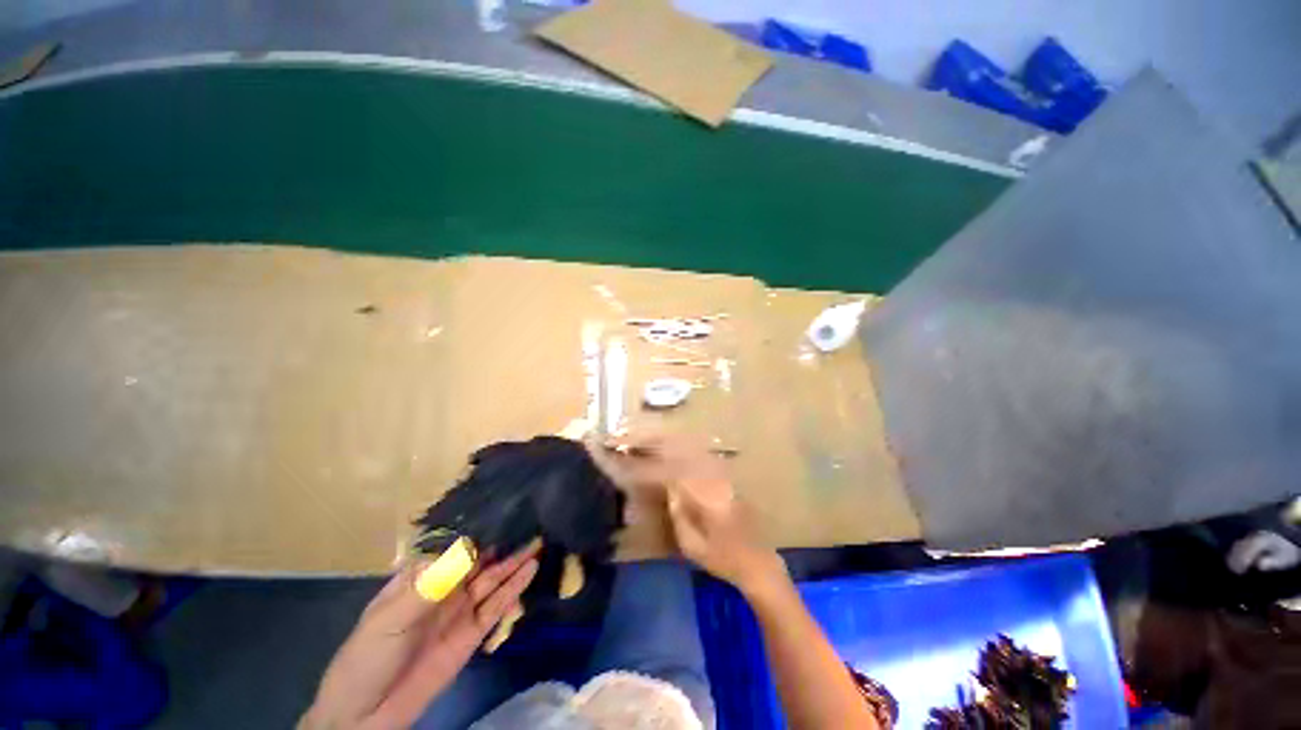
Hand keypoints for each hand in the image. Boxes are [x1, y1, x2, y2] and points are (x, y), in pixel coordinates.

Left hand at [302, 542, 539, 729]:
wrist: (370, 706)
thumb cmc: (369, 654)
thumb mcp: (390, 619)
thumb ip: (426, 591)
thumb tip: (461, 552)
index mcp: (410, 583)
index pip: (445, 553)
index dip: (471, 536)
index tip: (499, 515)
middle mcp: (435, 597)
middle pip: (471, 571)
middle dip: (497, 552)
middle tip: (528, 530)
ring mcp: (452, 622)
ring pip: (486, 591)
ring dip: (509, 573)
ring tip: (534, 549)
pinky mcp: (467, 645)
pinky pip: (490, 618)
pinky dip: (507, 600)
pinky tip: (524, 582)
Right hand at [596, 435, 785, 595]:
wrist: (757, 562)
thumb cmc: (722, 559)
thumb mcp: (692, 545)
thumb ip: (679, 514)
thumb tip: (670, 489)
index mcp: (707, 497)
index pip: (672, 471)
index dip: (648, 463)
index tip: (628, 456)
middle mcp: (717, 481)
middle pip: (685, 454)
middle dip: (658, 443)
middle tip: (633, 438)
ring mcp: (726, 480)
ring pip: (695, 453)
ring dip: (671, 445)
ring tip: (648, 440)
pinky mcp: (731, 483)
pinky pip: (704, 460)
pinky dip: (686, 452)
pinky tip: (673, 451)